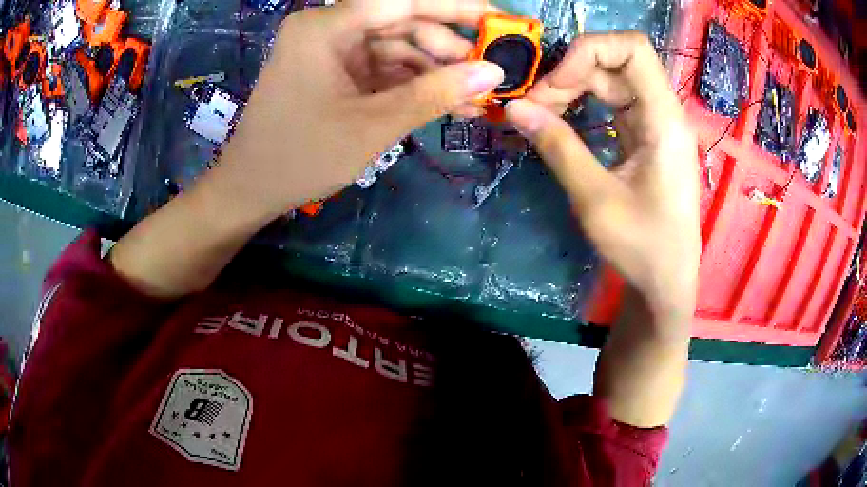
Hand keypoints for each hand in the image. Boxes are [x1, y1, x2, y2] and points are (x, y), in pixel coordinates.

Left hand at [209, 0, 504, 220]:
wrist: (251, 190)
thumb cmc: (301, 157)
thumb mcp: (373, 126)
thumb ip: (435, 94)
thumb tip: (494, 73)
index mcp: (326, 27)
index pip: (403, 0)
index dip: (456, 7)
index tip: (499, 21)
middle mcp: (328, 28)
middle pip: (402, 23)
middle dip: (448, 49)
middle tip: (490, 76)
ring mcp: (332, 50)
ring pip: (398, 47)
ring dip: (436, 72)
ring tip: (475, 101)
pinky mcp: (336, 71)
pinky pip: (383, 68)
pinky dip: (413, 85)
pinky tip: (446, 103)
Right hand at [505, 33, 699, 427]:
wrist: (667, 282)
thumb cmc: (642, 247)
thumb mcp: (595, 199)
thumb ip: (557, 146)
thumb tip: (514, 108)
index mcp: (664, 119)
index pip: (632, 48)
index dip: (589, 51)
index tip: (555, 83)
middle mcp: (663, 112)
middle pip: (615, 61)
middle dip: (571, 72)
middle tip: (535, 104)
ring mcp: (655, 124)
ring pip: (610, 81)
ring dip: (574, 88)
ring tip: (541, 113)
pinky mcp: (645, 137)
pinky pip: (612, 104)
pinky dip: (583, 105)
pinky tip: (561, 121)